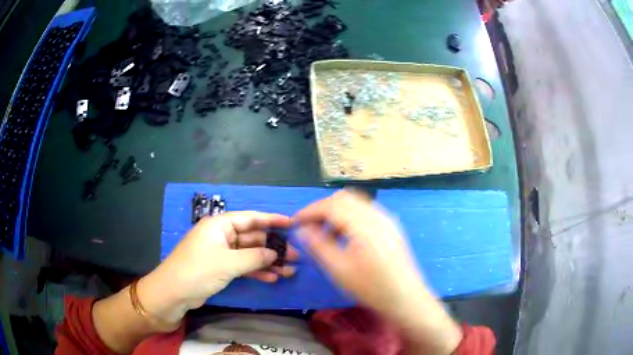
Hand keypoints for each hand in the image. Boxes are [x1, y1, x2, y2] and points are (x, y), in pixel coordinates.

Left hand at [138, 212, 297, 324]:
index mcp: (220, 225)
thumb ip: (255, 257)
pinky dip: (257, 271)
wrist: (173, 293)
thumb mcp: (228, 263)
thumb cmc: (198, 271)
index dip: (272, 220)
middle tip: (296, 256)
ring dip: (268, 262)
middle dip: (273, 247)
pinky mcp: (221, 268)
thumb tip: (276, 254)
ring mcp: (221, 253)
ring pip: (250, 254)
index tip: (293, 224)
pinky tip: (273, 278)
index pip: (251, 218)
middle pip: (253, 238)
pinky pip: (243, 266)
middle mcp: (221, 236)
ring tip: (290, 270)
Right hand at [295, 191, 461, 353]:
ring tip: (325, 234)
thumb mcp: (339, 269)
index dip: (309, 211)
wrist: (406, 298)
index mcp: (364, 224)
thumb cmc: (371, 287)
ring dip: (336, 213)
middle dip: (322, 209)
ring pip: (355, 203)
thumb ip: (318, 245)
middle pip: (343, 198)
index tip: (295, 222)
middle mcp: (376, 215)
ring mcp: (386, 219)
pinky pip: (365, 212)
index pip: (331, 205)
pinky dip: (349, 218)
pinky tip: (345, 237)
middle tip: (309, 227)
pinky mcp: (390, 227)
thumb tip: (302, 229)